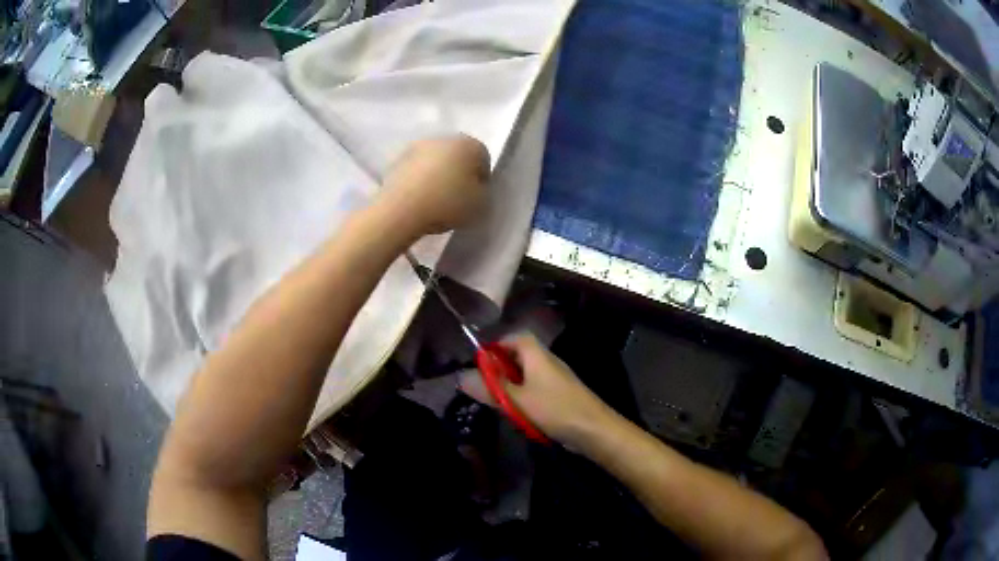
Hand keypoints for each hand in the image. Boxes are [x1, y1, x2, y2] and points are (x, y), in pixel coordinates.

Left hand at [380, 135, 490, 235]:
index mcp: (468, 144)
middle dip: (459, 174)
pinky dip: (419, 181)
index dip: (482, 180)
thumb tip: (475, 187)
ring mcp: (417, 147)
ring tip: (435, 200)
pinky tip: (418, 199)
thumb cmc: (447, 203)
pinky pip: (416, 170)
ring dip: (437, 175)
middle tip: (457, 198)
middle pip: (457, 156)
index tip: (475, 198)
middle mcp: (443, 138)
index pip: (483, 158)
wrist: (401, 209)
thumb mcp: (481, 204)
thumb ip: (483, 192)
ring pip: (435, 161)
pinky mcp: (397, 160)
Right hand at [459, 333, 616, 448]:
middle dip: (500, 369)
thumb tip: (461, 376)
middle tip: (484, 386)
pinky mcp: (560, 395)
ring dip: (511, 385)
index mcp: (537, 355)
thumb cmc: (554, 409)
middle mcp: (547, 361)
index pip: (514, 337)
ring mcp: (555, 379)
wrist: (593, 430)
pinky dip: (523, 397)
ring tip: (498, 402)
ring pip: (526, 375)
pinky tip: (518, 414)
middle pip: (519, 356)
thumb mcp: (516, 400)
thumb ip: (489, 388)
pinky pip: (535, 389)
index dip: (495, 345)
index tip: (479, 362)